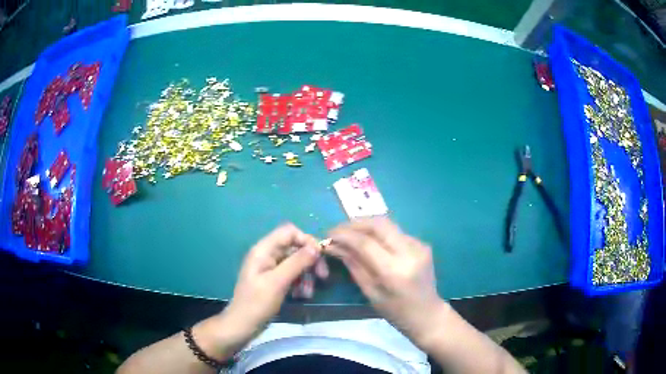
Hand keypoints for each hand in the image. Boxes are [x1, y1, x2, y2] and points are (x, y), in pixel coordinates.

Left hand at [209, 224, 321, 353]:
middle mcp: (267, 255)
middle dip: (309, 261)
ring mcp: (270, 268)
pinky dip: (300, 283)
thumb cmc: (257, 303)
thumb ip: (296, 263)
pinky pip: (291, 275)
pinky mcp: (274, 280)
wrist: (242, 325)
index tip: (320, 256)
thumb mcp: (278, 282)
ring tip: (308, 293)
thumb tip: (316, 247)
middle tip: (322, 276)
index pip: (289, 232)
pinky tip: (301, 296)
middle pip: (294, 247)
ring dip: (306, 275)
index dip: (306, 240)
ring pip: (296, 263)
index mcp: (263, 250)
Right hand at [327, 217, 447, 345]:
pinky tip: (370, 242)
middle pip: (378, 223)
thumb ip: (354, 265)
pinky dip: (379, 233)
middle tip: (339, 231)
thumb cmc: (396, 311)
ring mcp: (419, 245)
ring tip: (350, 234)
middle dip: (355, 223)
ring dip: (366, 225)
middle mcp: (409, 252)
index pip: (365, 242)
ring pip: (388, 224)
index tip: (329, 235)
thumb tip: (334, 245)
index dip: (344, 235)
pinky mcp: (422, 244)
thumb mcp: (370, 292)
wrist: (427, 314)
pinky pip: (395, 232)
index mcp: (394, 271)